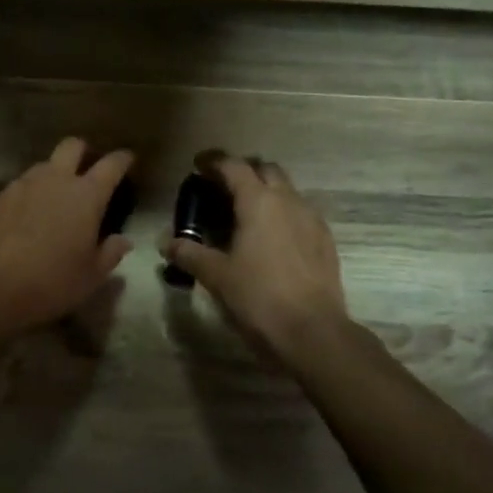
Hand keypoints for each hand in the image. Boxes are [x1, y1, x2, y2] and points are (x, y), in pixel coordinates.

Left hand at [0, 137, 133, 334]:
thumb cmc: (54, 281)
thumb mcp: (92, 275)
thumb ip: (111, 252)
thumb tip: (122, 240)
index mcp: (86, 195)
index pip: (111, 164)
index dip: (122, 159)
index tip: (128, 159)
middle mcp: (55, 180)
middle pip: (72, 146)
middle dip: (83, 151)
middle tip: (88, 168)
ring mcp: (23, 185)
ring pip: (43, 164)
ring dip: (53, 173)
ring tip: (55, 195)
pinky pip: (19, 186)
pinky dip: (28, 194)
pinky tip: (26, 215)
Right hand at [162, 156, 346, 359]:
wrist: (312, 331)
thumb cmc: (258, 296)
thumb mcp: (216, 275)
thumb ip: (189, 253)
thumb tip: (166, 242)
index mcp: (258, 201)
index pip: (234, 166)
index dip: (214, 162)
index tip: (198, 165)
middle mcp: (288, 200)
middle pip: (266, 170)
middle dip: (244, 172)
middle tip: (223, 188)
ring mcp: (312, 219)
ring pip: (288, 190)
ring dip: (267, 192)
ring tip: (246, 214)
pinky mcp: (326, 240)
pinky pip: (301, 213)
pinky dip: (283, 214)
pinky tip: (272, 238)